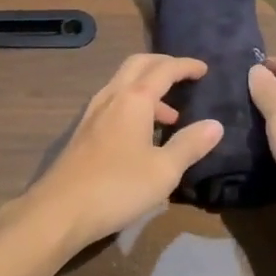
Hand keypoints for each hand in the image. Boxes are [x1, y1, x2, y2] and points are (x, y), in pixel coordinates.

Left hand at [10, 54, 224, 251]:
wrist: (60, 210)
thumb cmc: (118, 187)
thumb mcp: (164, 170)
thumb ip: (190, 145)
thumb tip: (215, 125)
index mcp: (133, 99)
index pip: (164, 70)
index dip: (185, 66)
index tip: (204, 69)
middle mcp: (111, 97)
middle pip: (138, 65)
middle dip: (163, 65)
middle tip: (184, 76)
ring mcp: (92, 113)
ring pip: (122, 84)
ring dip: (148, 89)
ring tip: (170, 116)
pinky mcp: (83, 132)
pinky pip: (113, 103)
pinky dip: (133, 105)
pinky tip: (141, 134)